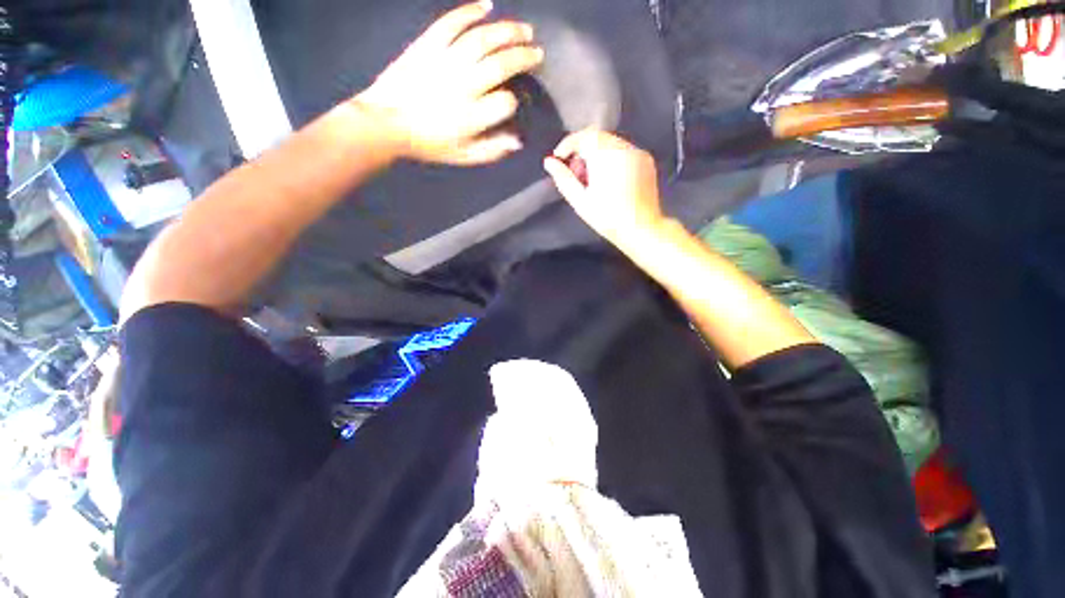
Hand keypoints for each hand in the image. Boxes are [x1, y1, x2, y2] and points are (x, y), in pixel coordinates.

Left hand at [356, 1, 542, 165]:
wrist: (386, 122)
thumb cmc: (428, 144)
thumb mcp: (463, 157)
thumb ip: (492, 150)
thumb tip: (518, 141)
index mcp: (471, 117)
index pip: (505, 103)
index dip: (514, 101)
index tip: (515, 101)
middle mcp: (462, 85)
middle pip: (501, 64)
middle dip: (523, 57)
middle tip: (537, 53)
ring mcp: (445, 61)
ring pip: (482, 38)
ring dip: (507, 31)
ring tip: (524, 30)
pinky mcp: (428, 44)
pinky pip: (452, 22)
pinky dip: (470, 11)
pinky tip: (488, 6)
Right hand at [543, 130, 666, 252]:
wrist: (641, 229)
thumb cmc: (607, 218)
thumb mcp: (580, 201)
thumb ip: (563, 178)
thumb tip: (549, 162)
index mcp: (605, 155)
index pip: (583, 136)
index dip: (567, 145)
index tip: (558, 159)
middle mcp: (624, 147)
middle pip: (597, 137)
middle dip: (582, 151)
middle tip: (575, 175)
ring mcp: (637, 152)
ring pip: (611, 143)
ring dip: (596, 155)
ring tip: (592, 181)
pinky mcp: (646, 160)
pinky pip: (624, 151)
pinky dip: (612, 159)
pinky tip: (609, 181)